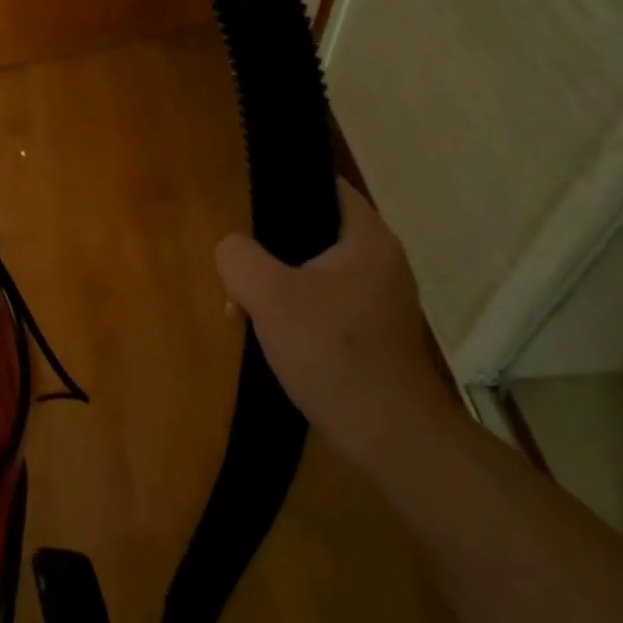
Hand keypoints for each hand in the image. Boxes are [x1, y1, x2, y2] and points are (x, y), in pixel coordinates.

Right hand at [214, 180, 460, 471]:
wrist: (389, 435)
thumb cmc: (332, 353)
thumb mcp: (270, 297)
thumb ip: (239, 258)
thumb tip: (232, 249)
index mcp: (367, 239)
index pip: (327, 187)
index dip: (286, 189)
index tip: (249, 208)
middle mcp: (381, 261)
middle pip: (314, 233)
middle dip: (270, 252)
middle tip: (240, 273)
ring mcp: (380, 299)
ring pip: (315, 273)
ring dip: (278, 286)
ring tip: (246, 311)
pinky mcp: (374, 332)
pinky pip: (326, 304)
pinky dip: (297, 312)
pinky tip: (272, 338)